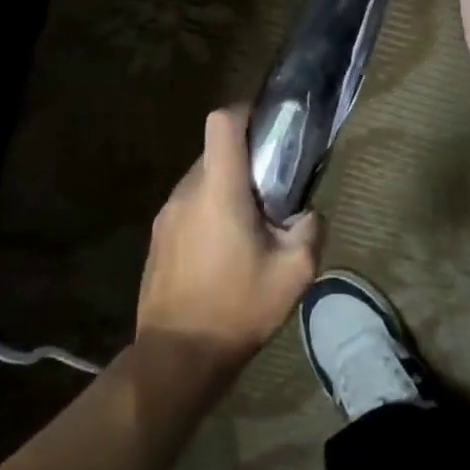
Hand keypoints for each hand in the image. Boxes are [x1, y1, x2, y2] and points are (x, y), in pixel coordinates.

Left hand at [136, 107, 323, 378]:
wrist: (177, 357)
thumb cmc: (238, 307)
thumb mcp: (295, 271)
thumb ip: (311, 229)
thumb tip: (306, 214)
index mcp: (219, 190)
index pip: (222, 122)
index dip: (246, 112)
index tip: (270, 129)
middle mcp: (187, 193)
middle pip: (216, 151)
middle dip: (246, 161)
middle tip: (273, 191)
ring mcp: (166, 216)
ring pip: (202, 180)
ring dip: (228, 189)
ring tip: (251, 227)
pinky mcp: (158, 240)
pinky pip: (189, 207)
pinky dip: (210, 212)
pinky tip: (226, 252)